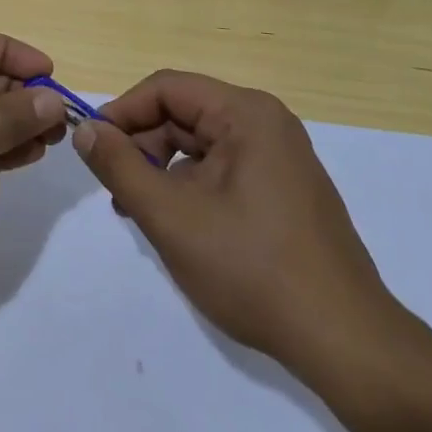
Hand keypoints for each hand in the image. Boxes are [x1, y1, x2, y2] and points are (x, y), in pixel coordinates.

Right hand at [73, 70, 405, 383]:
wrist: (345, 343)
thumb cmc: (252, 269)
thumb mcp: (171, 216)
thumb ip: (120, 166)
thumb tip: (86, 130)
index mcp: (246, 114)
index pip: (166, 88)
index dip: (122, 112)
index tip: (93, 147)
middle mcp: (266, 123)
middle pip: (183, 115)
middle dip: (142, 146)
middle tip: (114, 189)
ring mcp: (280, 158)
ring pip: (200, 145)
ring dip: (162, 171)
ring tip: (138, 213)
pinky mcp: (285, 190)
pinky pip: (223, 170)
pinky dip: (190, 188)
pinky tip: (176, 226)